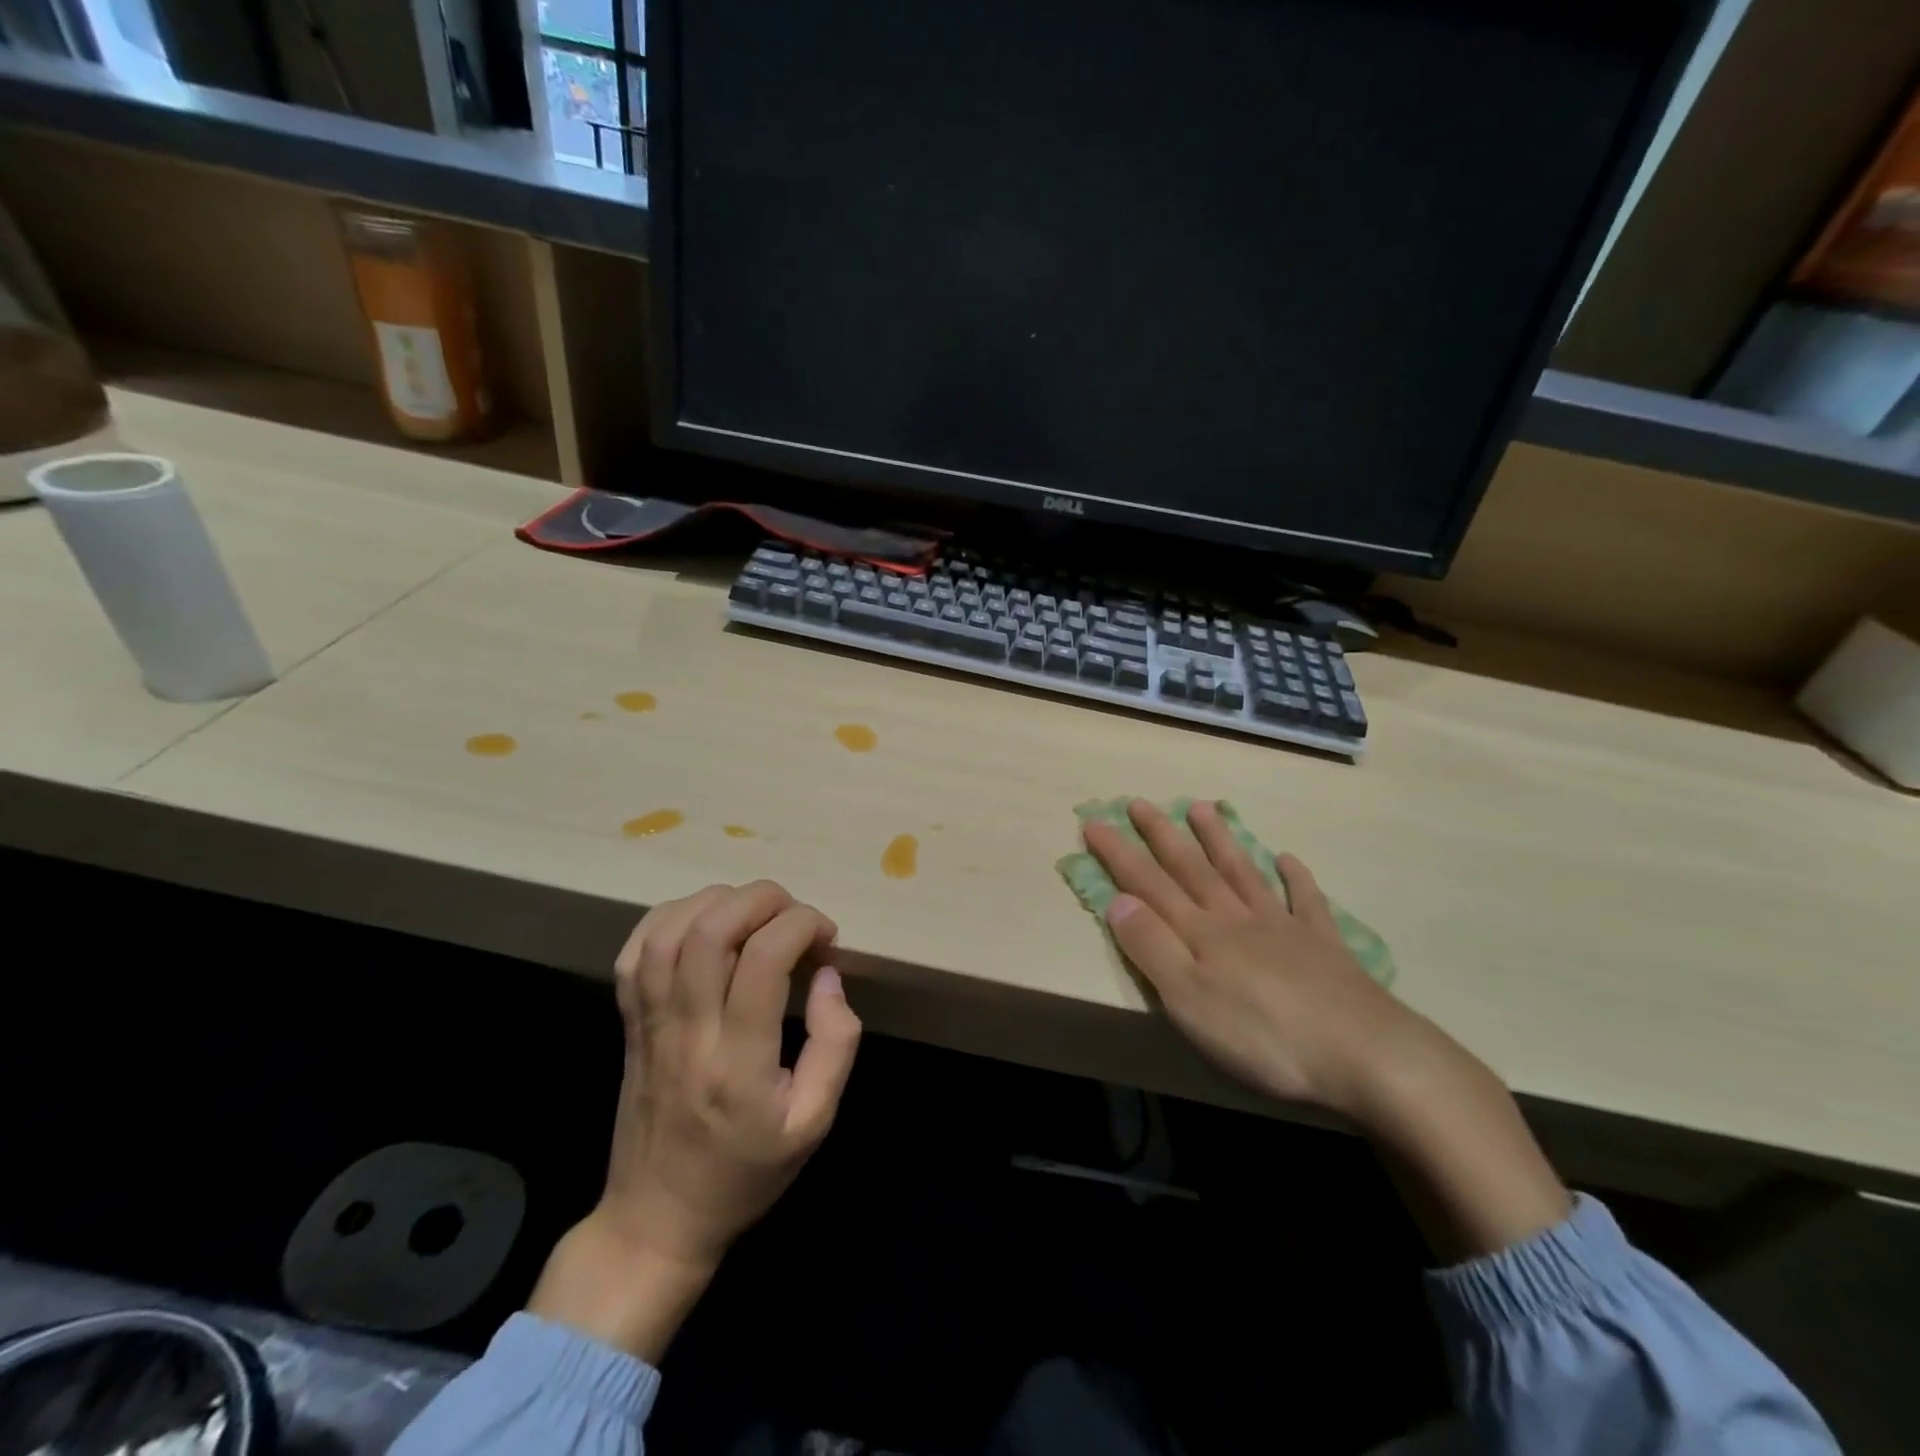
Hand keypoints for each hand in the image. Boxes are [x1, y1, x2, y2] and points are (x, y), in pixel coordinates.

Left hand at [529, 881, 861, 1357]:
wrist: (656, 1219)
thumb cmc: (744, 1173)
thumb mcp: (814, 1122)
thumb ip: (835, 1044)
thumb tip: (828, 976)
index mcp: (738, 1060)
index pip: (763, 958)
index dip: (803, 926)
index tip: (827, 939)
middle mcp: (688, 1030)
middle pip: (712, 928)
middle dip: (764, 899)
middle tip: (795, 916)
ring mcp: (649, 1022)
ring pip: (671, 930)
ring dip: (720, 901)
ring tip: (756, 914)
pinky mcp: (628, 1021)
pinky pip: (636, 950)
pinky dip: (671, 916)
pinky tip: (704, 921)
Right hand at [1086, 800, 1569, 1260]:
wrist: (1365, 1055)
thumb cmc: (1264, 1035)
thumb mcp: (1189, 1000)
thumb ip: (1152, 949)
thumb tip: (1117, 901)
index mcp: (1201, 933)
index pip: (1148, 884)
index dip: (1118, 854)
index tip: (1093, 822)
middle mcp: (1237, 918)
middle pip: (1192, 868)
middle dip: (1161, 835)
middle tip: (1140, 802)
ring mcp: (1283, 927)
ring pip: (1242, 872)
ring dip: (1219, 840)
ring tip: (1202, 807)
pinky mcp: (1323, 947)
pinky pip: (1306, 902)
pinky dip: (1295, 878)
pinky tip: (1288, 859)